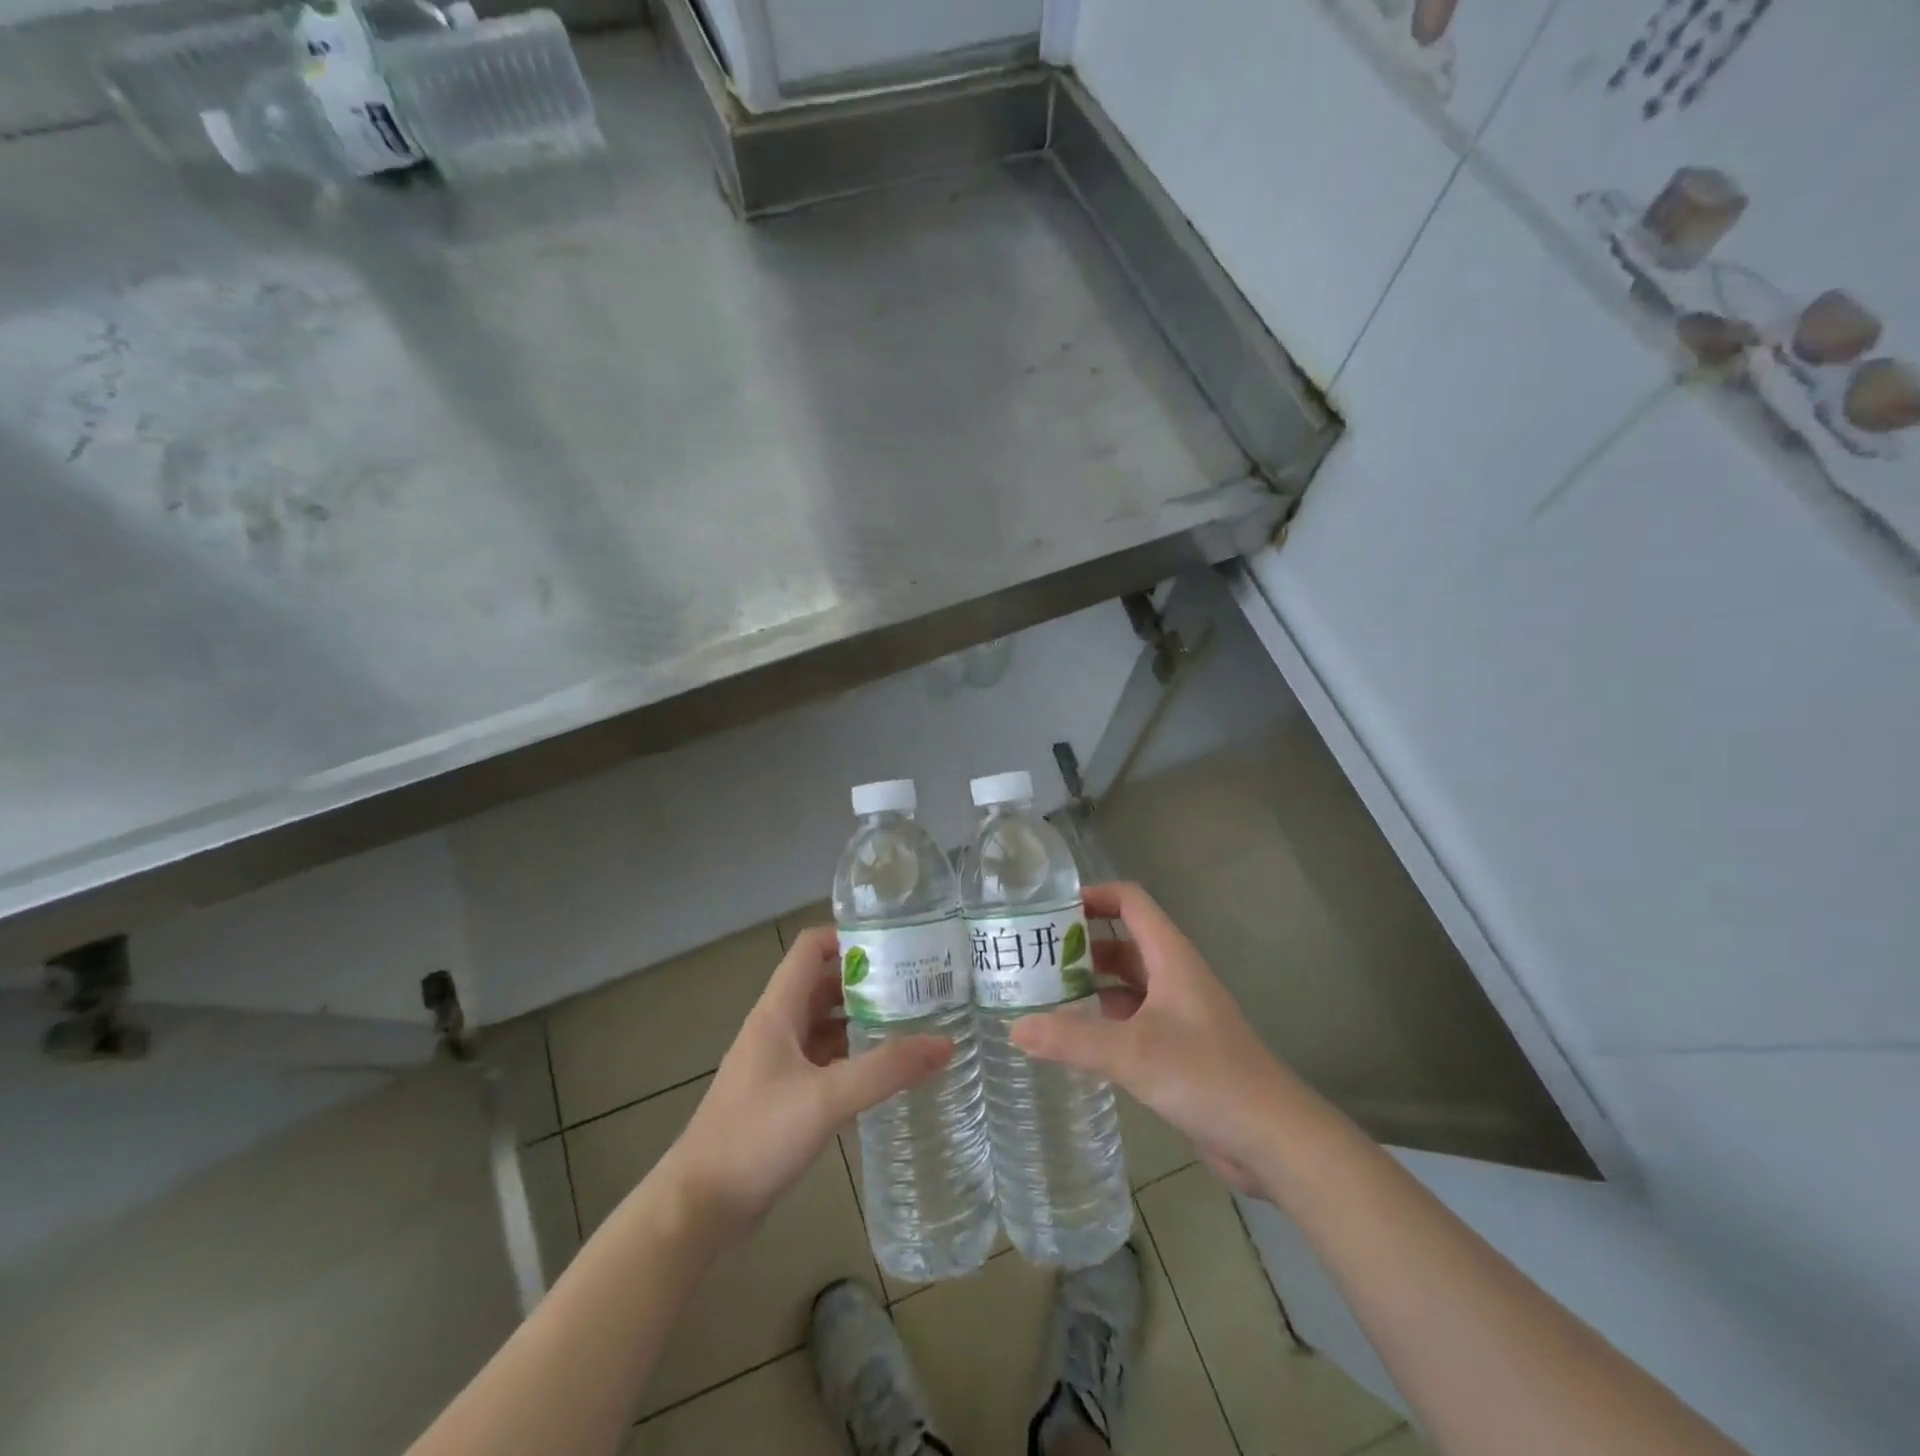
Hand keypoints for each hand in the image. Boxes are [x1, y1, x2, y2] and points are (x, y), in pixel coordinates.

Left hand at [657, 927, 952, 1240]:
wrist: (698, 1208)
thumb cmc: (755, 1136)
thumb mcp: (826, 1098)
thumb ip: (886, 1070)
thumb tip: (944, 1043)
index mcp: (778, 1011)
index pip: (810, 948)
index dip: (849, 937)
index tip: (896, 945)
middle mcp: (777, 1029)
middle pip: (824, 985)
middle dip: (868, 982)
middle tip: (918, 987)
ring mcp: (778, 1065)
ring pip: (826, 1026)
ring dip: (863, 1022)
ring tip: (913, 1026)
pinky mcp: (783, 1098)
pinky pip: (825, 1064)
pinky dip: (853, 1061)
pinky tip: (886, 1077)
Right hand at [1010, 882, 1296, 1195]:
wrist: (1272, 1137)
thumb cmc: (1206, 1076)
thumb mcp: (1132, 1052)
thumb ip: (1072, 1038)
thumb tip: (1014, 1027)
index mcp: (1170, 956)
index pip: (1130, 901)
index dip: (1092, 895)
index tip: (1048, 910)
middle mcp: (1173, 975)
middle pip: (1121, 941)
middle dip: (1079, 944)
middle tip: (1030, 957)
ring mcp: (1176, 1012)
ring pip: (1124, 983)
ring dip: (1088, 984)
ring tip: (1040, 994)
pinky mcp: (1176, 1047)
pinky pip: (1130, 1019)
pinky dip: (1101, 1019)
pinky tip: (1071, 1037)